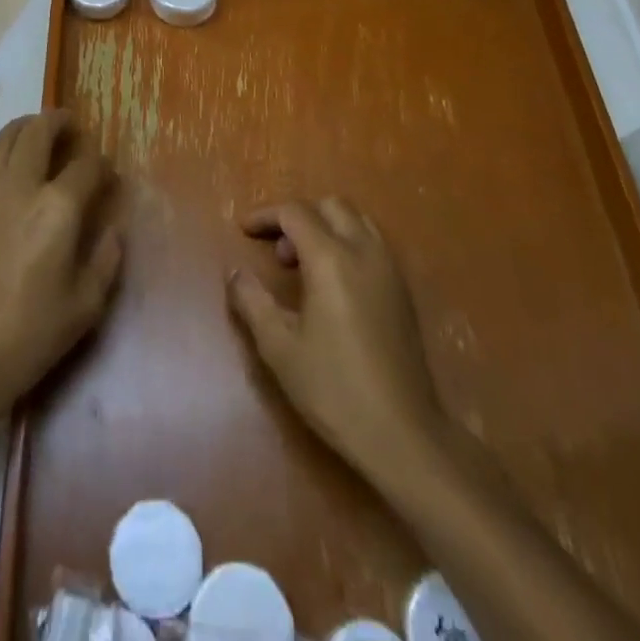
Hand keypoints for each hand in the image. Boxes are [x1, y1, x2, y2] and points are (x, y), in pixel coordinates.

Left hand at [0, 110, 121, 433]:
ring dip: (25, 126)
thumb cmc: (30, 335)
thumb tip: (113, 230)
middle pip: (37, 132)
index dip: (101, 164)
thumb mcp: (85, 306)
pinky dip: (5, 153)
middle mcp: (20, 188)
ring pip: (4, 139)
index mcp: (57, 208)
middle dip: (57, 121)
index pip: (85, 165)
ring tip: (39, 130)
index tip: (108, 175)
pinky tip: (15, 174)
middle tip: (70, 124)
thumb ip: (106, 260)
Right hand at [227, 198, 446, 481]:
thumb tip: (236, 273)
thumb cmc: (334, 389)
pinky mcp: (403, 290)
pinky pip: (373, 243)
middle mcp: (364, 251)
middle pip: (330, 206)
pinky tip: (334, 284)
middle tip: (277, 252)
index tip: (244, 230)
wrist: (403, 434)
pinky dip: (348, 243)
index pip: (295, 213)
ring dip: (326, 226)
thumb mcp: (280, 348)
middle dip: (298, 217)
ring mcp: (390, 269)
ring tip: (305, 265)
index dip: (266, 216)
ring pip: (356, 220)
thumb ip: (253, 302)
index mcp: (331, 259)